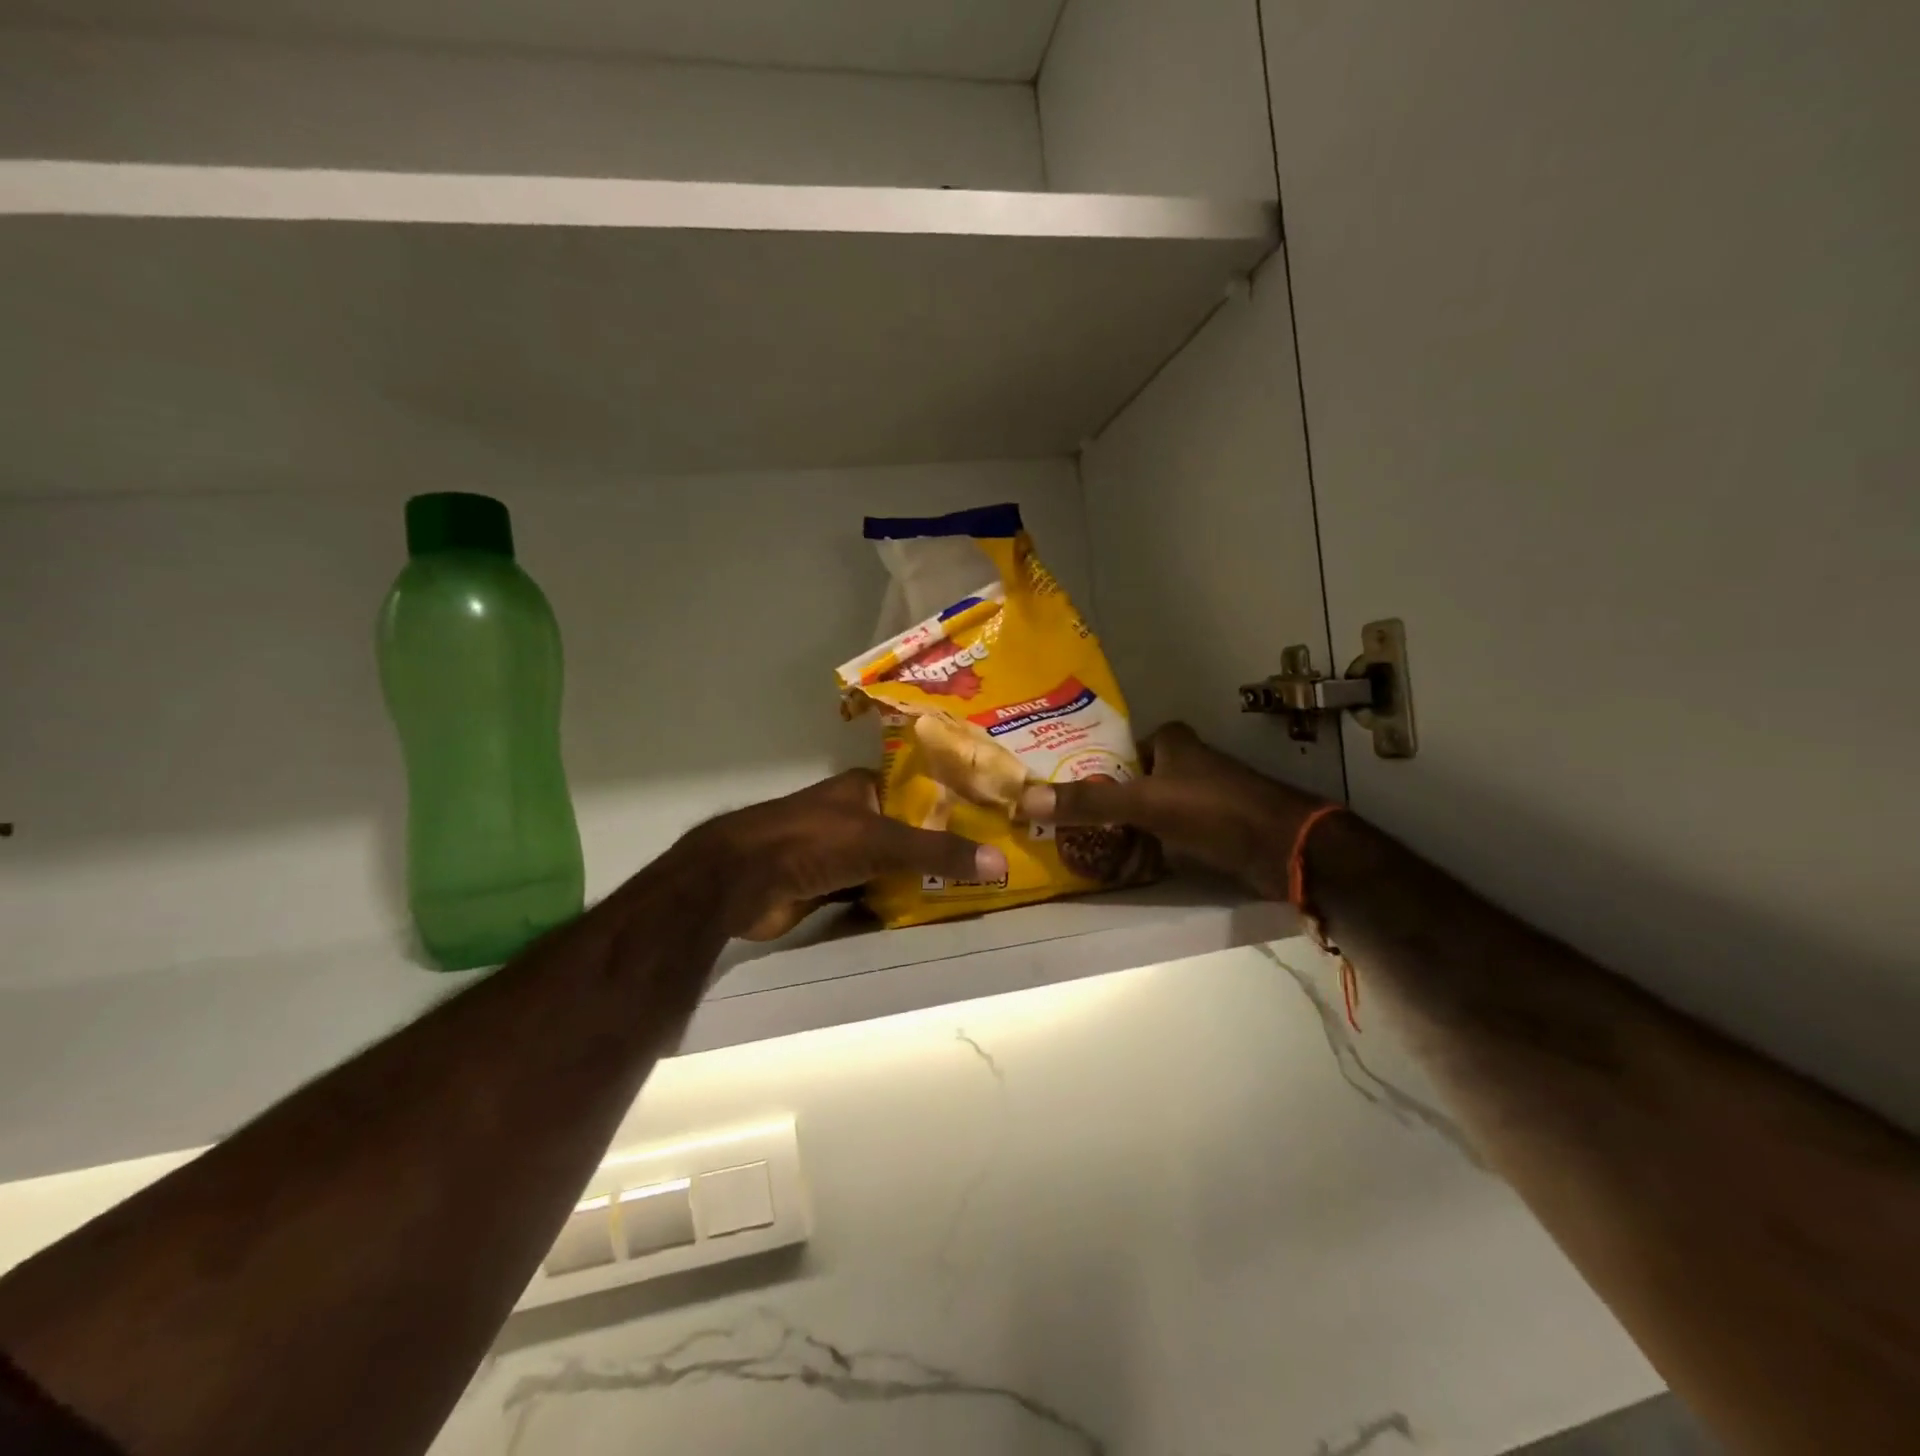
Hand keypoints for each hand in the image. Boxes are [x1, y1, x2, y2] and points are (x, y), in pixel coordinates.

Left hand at [692, 770, 1006, 940]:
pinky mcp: (829, 886)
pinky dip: (895, 900)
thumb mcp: (881, 841)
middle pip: (909, 830)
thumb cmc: (812, 842)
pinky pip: (873, 891)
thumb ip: (938, 851)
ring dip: (920, 876)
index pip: (921, 790)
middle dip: (942, 846)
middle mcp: (855, 815)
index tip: (994, 820)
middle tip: (991, 861)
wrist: (740, 881)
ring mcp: (840, 852)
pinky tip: (929, 911)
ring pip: (891, 864)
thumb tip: (1000, 862)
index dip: (955, 804)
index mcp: (864, 788)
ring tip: (973, 888)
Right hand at [1016, 724, 1322, 901]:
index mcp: (1172, 742)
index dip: (1089, 766)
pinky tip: (1120, 861)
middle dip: (1102, 799)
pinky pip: (1164, 834)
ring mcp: (1199, 797)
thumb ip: (1089, 802)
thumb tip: (1026, 799)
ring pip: (1147, 809)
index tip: (1058, 787)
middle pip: (1130, 780)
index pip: (1118, 749)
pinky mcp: (1210, 829)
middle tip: (1061, 820)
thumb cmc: (1213, 809)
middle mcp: (1185, 763)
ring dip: (1122, 825)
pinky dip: (1145, 845)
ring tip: (1079, 843)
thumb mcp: (1145, 802)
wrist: (1284, 848)